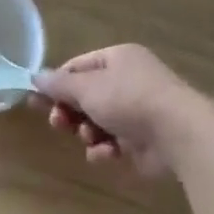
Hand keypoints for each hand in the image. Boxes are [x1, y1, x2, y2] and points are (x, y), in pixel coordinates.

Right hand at [32, 43, 207, 176]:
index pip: (78, 67)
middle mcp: (129, 80)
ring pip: (98, 122)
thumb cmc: (128, 99)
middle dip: (70, 111)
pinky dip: (106, 149)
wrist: (177, 133)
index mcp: (117, 58)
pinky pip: (114, 143)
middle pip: (87, 96)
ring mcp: (138, 111)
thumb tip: (35, 77)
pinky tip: (106, 154)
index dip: (57, 84)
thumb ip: (59, 84)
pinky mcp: (144, 140)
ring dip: (87, 132)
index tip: (37, 101)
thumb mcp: (87, 87)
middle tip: (57, 123)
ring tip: (88, 138)